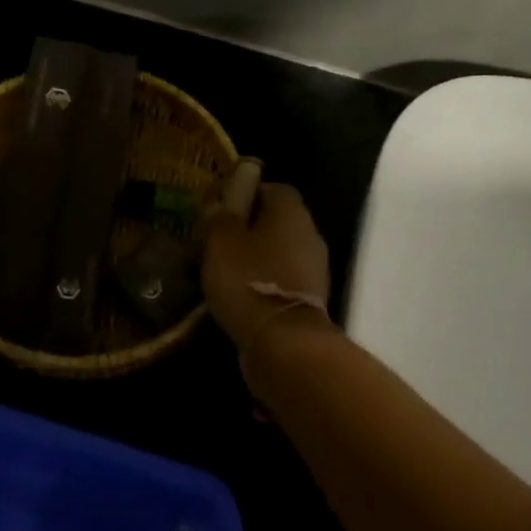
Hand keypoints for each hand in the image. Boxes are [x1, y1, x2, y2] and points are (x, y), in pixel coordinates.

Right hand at [202, 183, 332, 354]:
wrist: (284, 343)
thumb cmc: (249, 280)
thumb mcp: (221, 241)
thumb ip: (220, 216)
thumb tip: (220, 204)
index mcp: (291, 210)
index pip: (271, 187)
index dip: (245, 194)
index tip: (220, 210)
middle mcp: (309, 232)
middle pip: (276, 220)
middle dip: (247, 228)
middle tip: (216, 242)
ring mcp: (314, 267)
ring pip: (278, 251)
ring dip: (255, 258)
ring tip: (223, 272)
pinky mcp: (310, 298)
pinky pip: (282, 278)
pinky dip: (263, 282)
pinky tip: (240, 296)